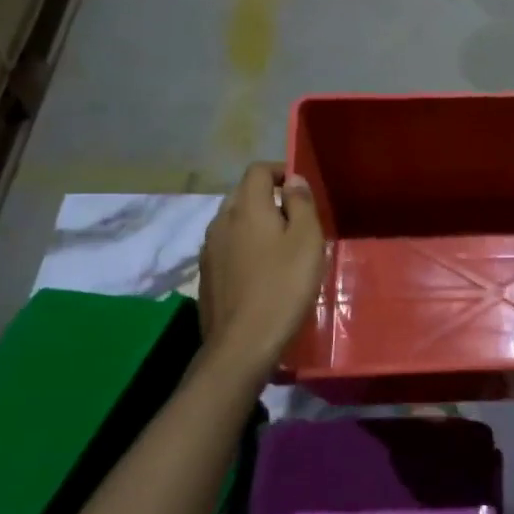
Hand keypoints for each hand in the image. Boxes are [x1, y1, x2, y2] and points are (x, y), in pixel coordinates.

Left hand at [198, 163, 325, 377]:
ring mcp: (209, 248)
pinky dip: (243, 245)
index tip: (300, 188)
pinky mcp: (206, 274)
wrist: (242, 342)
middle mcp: (221, 220)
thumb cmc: (283, 287)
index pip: (257, 170)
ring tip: (279, 244)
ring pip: (232, 220)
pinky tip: (260, 269)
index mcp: (247, 207)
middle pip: (242, 193)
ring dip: (254, 222)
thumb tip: (293, 179)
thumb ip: (301, 204)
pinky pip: (226, 245)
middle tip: (294, 217)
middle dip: (267, 196)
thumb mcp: (307, 241)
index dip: (279, 171)